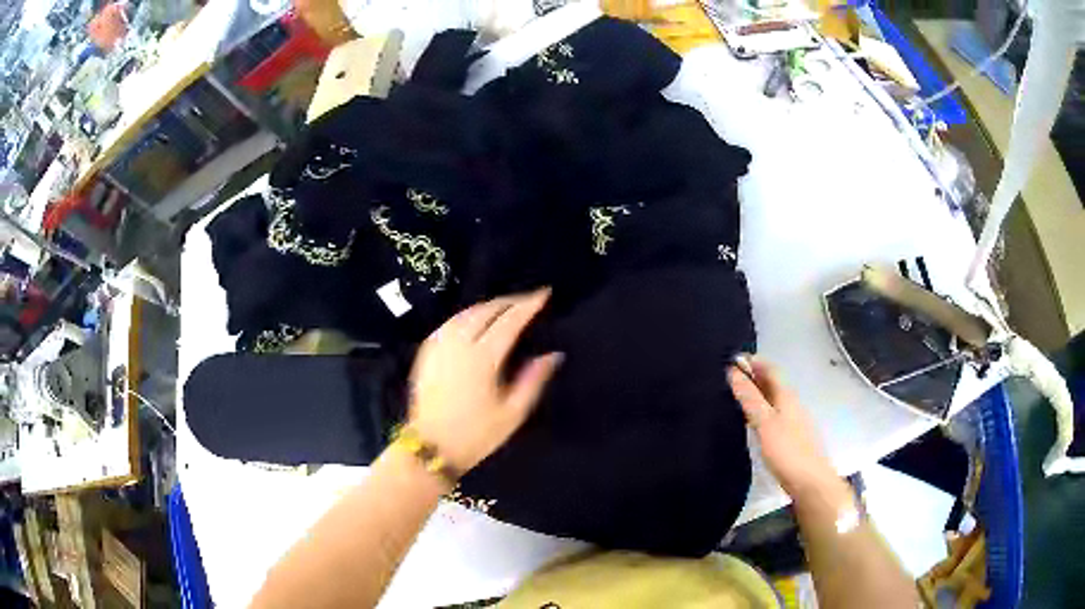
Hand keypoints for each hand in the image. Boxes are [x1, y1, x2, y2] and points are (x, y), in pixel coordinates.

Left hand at [407, 289, 562, 472]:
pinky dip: (467, 315)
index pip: (510, 320)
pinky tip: (474, 320)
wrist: (430, 446)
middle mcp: (459, 344)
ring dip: (488, 305)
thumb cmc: (476, 434)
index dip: (528, 304)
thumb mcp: (512, 413)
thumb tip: (553, 355)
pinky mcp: (426, 352)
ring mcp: (439, 346)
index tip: (544, 293)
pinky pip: (450, 322)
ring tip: (505, 307)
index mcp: (482, 358)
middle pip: (487, 310)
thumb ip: (533, 380)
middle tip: (528, 300)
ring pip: (466, 313)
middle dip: (509, 300)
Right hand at [727, 355, 840, 501]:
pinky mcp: (792, 437)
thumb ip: (750, 398)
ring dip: (756, 394)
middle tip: (729, 378)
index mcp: (787, 395)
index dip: (753, 362)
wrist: (810, 482)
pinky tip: (751, 422)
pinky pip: (774, 414)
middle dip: (753, 376)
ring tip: (735, 397)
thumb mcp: (765, 423)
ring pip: (773, 399)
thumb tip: (734, 371)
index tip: (731, 360)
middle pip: (773, 383)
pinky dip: (761, 410)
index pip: (770, 369)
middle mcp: (792, 403)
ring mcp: (794, 420)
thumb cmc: (787, 450)